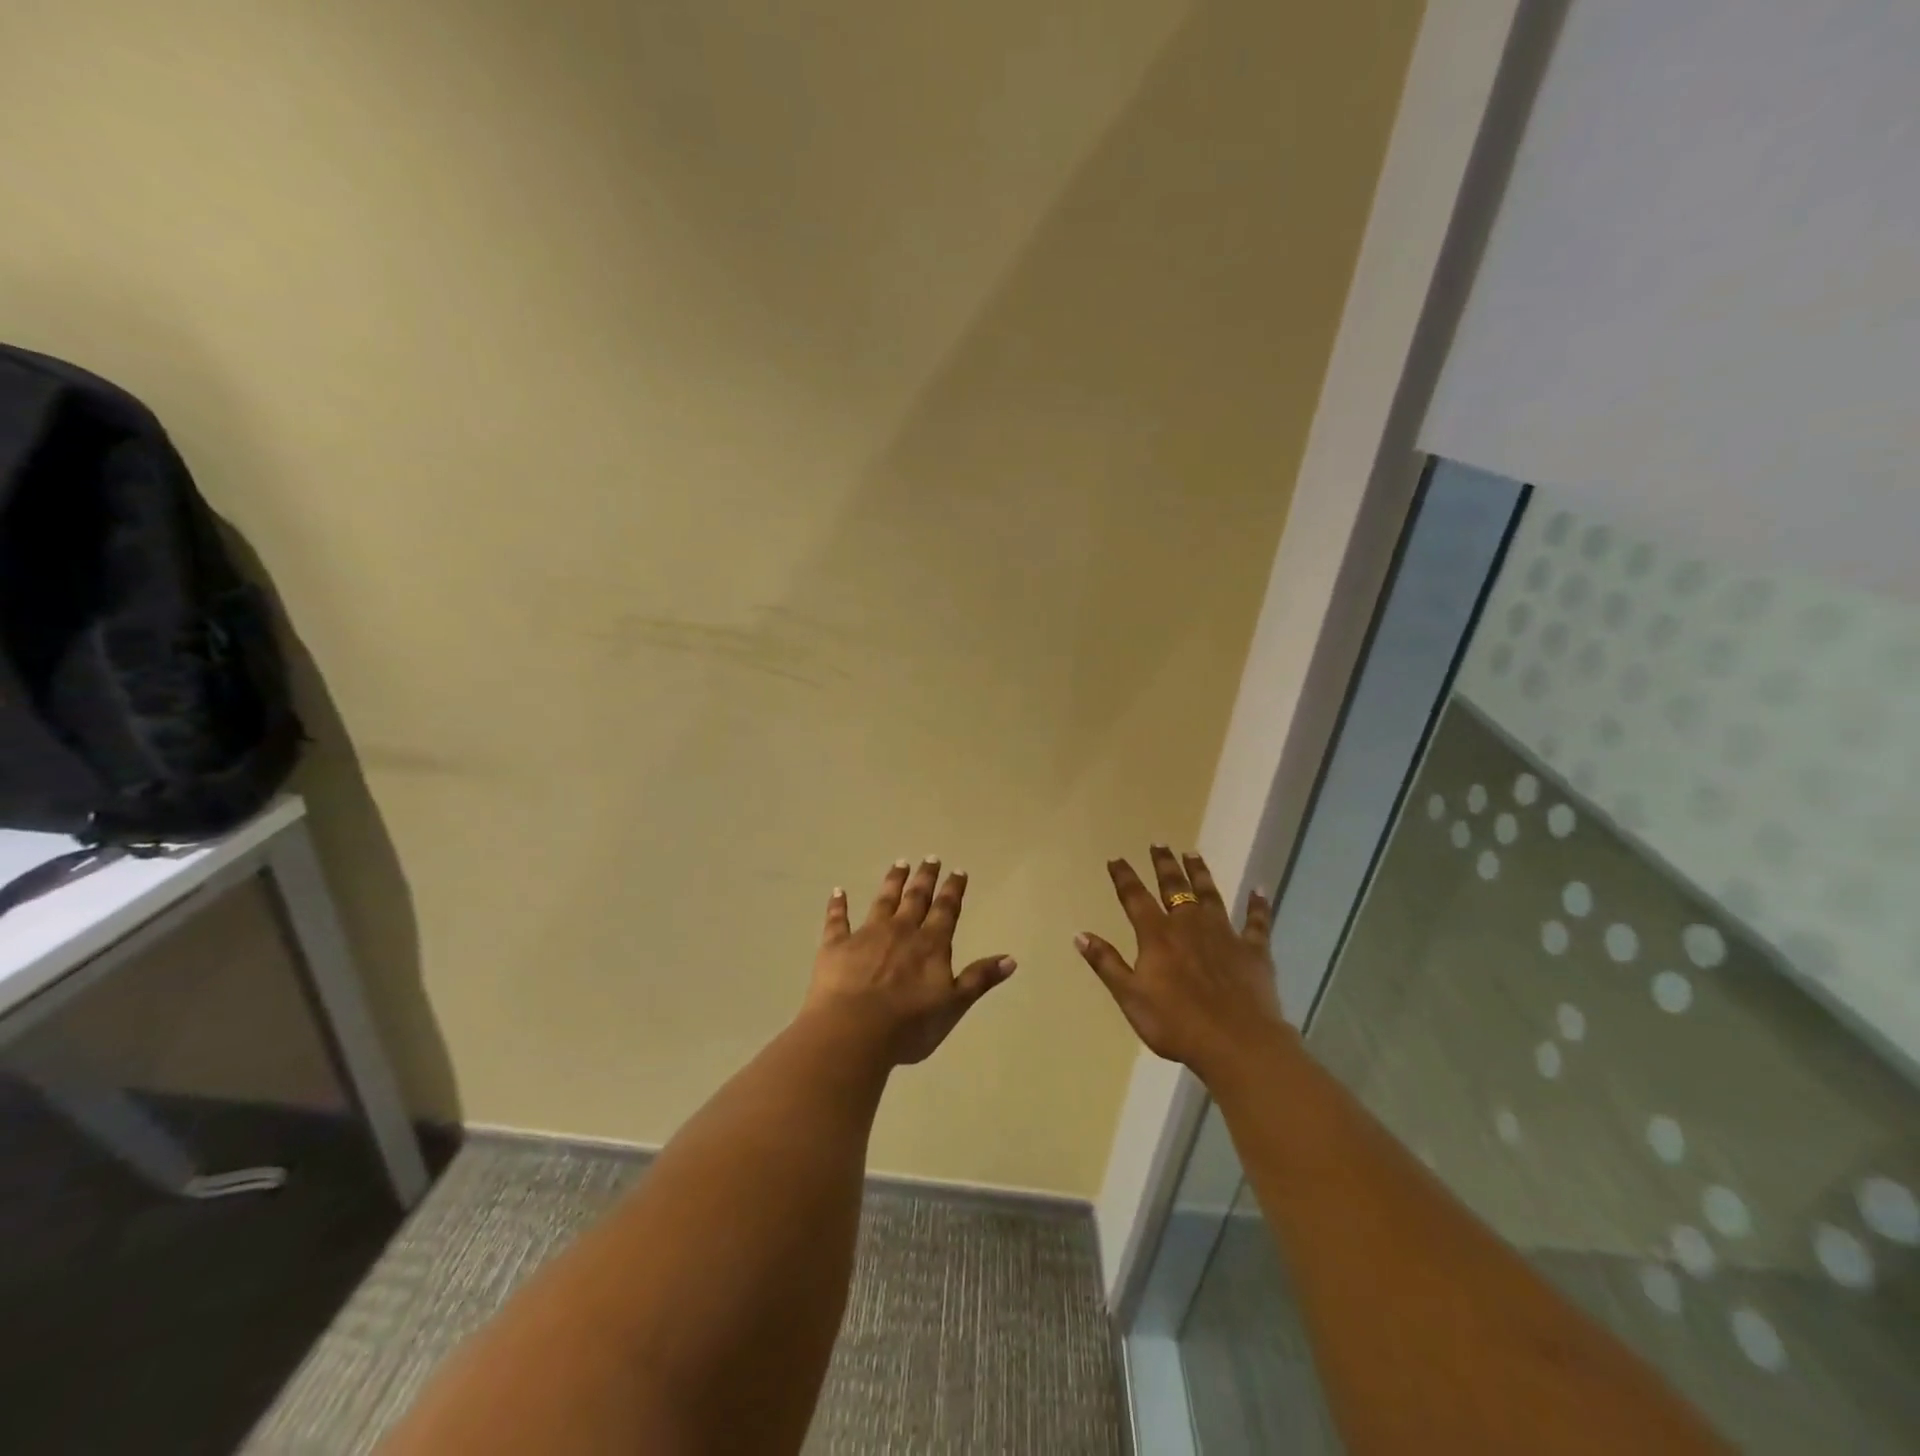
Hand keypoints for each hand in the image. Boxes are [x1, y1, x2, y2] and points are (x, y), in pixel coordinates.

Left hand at [803, 858, 1015, 1065]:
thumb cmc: (909, 1025)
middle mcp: (901, 931)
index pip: (946, 911)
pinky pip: (837, 920)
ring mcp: (866, 935)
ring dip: (892, 882)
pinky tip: (838, 891)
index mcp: (930, 945)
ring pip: (883, 901)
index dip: (953, 890)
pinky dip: (837, 905)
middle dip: (925, 878)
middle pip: (916, 898)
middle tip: (930, 858)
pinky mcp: (836, 946)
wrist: (853, 1031)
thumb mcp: (953, 1006)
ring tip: (899, 863)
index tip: (958, 871)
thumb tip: (1011, 958)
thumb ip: (979, 979)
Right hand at [1076, 846, 1288, 1083]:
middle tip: (1159, 843)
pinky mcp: (1253, 950)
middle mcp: (1189, 925)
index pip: (1135, 898)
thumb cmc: (1176, 1023)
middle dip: (1164, 865)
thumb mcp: (1130, 997)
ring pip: (1210, 895)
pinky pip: (1257, 922)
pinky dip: (1258, 905)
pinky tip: (1259, 890)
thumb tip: (1080, 933)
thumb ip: (1106, 963)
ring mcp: (1224, 934)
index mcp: (1157, 936)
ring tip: (1193, 854)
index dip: (1124, 877)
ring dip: (1200, 873)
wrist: (1236, 1043)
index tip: (1116, 859)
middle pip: (1174, 887)